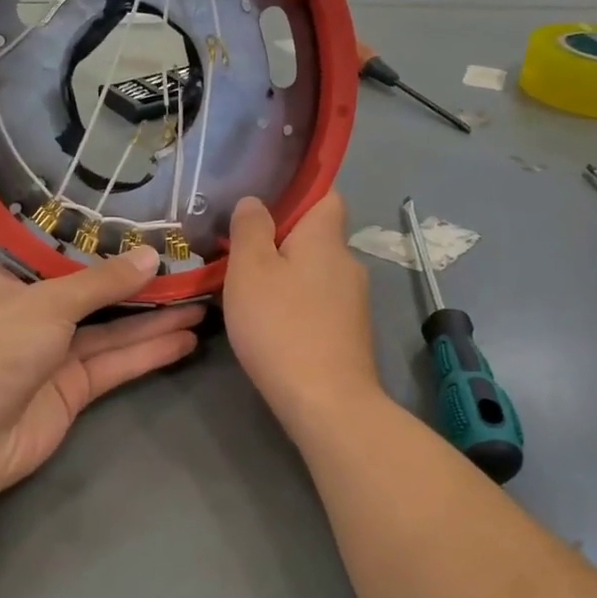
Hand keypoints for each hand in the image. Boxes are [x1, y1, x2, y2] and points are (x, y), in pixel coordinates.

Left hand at [0, 242, 202, 503]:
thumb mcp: (49, 302)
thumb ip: (103, 282)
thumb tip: (153, 256)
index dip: (10, 231)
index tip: (45, 208)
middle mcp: (24, 313)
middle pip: (75, 287)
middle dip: (117, 274)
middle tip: (169, 253)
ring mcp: (50, 353)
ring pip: (106, 327)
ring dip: (149, 316)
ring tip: (198, 297)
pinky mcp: (72, 389)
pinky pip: (115, 362)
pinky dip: (148, 351)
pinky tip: (187, 337)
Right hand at [223, 192, 381, 432]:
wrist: (326, 401)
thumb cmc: (281, 325)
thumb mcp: (250, 269)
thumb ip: (250, 228)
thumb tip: (255, 201)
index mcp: (327, 237)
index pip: (327, 195)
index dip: (298, 195)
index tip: (263, 212)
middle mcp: (348, 262)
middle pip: (316, 238)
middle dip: (283, 243)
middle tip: (241, 258)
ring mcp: (354, 301)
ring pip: (315, 274)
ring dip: (288, 278)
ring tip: (250, 296)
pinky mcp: (350, 333)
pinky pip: (319, 304)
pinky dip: (297, 307)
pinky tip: (273, 327)